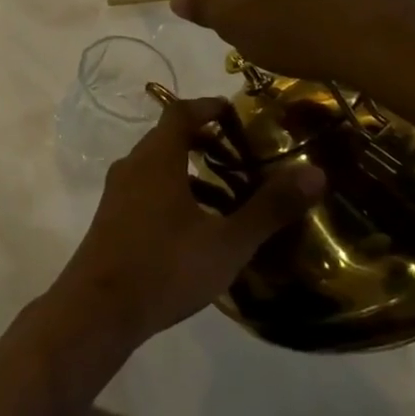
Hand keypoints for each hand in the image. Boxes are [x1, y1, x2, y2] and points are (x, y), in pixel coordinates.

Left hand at [46, 98, 324, 351]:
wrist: (99, 308)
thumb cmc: (166, 266)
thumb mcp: (227, 241)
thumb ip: (269, 207)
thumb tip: (315, 172)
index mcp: (156, 159)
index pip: (179, 113)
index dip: (208, 106)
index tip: (236, 111)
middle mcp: (132, 167)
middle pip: (167, 138)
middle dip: (204, 141)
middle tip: (243, 156)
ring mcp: (117, 193)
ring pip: (157, 168)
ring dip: (191, 173)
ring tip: (230, 197)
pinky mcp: (112, 218)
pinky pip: (147, 190)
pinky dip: (174, 194)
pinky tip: (199, 228)